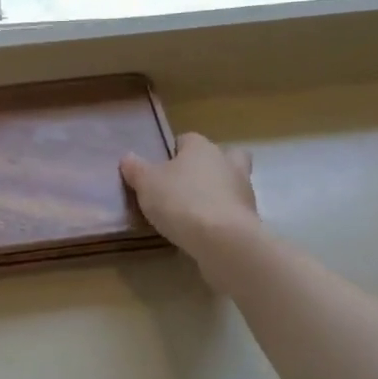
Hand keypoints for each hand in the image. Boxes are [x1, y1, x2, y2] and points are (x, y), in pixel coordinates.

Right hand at [121, 133, 259, 260]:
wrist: (222, 239)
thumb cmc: (180, 201)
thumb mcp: (146, 184)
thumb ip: (136, 169)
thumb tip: (128, 157)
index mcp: (201, 147)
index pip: (187, 139)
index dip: (173, 152)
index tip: (161, 169)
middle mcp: (226, 161)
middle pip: (220, 156)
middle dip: (206, 166)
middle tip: (186, 184)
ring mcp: (243, 189)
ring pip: (231, 182)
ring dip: (217, 192)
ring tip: (193, 212)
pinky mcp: (249, 216)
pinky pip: (232, 209)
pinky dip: (221, 216)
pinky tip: (204, 230)